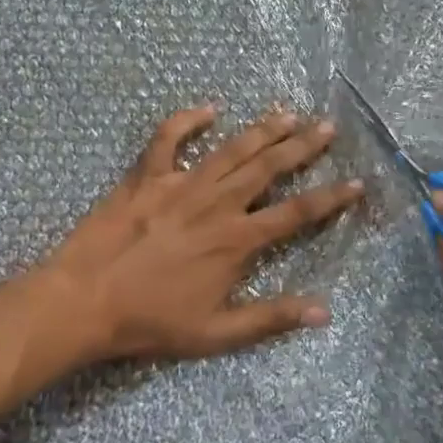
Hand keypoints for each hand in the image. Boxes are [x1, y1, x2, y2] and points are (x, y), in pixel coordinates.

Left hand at [43, 105, 363, 364]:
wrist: (85, 301)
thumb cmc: (152, 321)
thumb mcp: (217, 332)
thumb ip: (271, 318)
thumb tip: (324, 311)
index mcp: (237, 240)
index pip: (296, 213)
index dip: (331, 197)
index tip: (357, 182)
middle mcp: (216, 203)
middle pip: (269, 167)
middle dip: (303, 145)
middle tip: (328, 126)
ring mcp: (180, 184)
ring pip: (230, 148)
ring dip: (261, 129)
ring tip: (288, 112)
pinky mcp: (146, 177)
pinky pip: (167, 138)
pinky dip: (187, 120)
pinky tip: (209, 109)